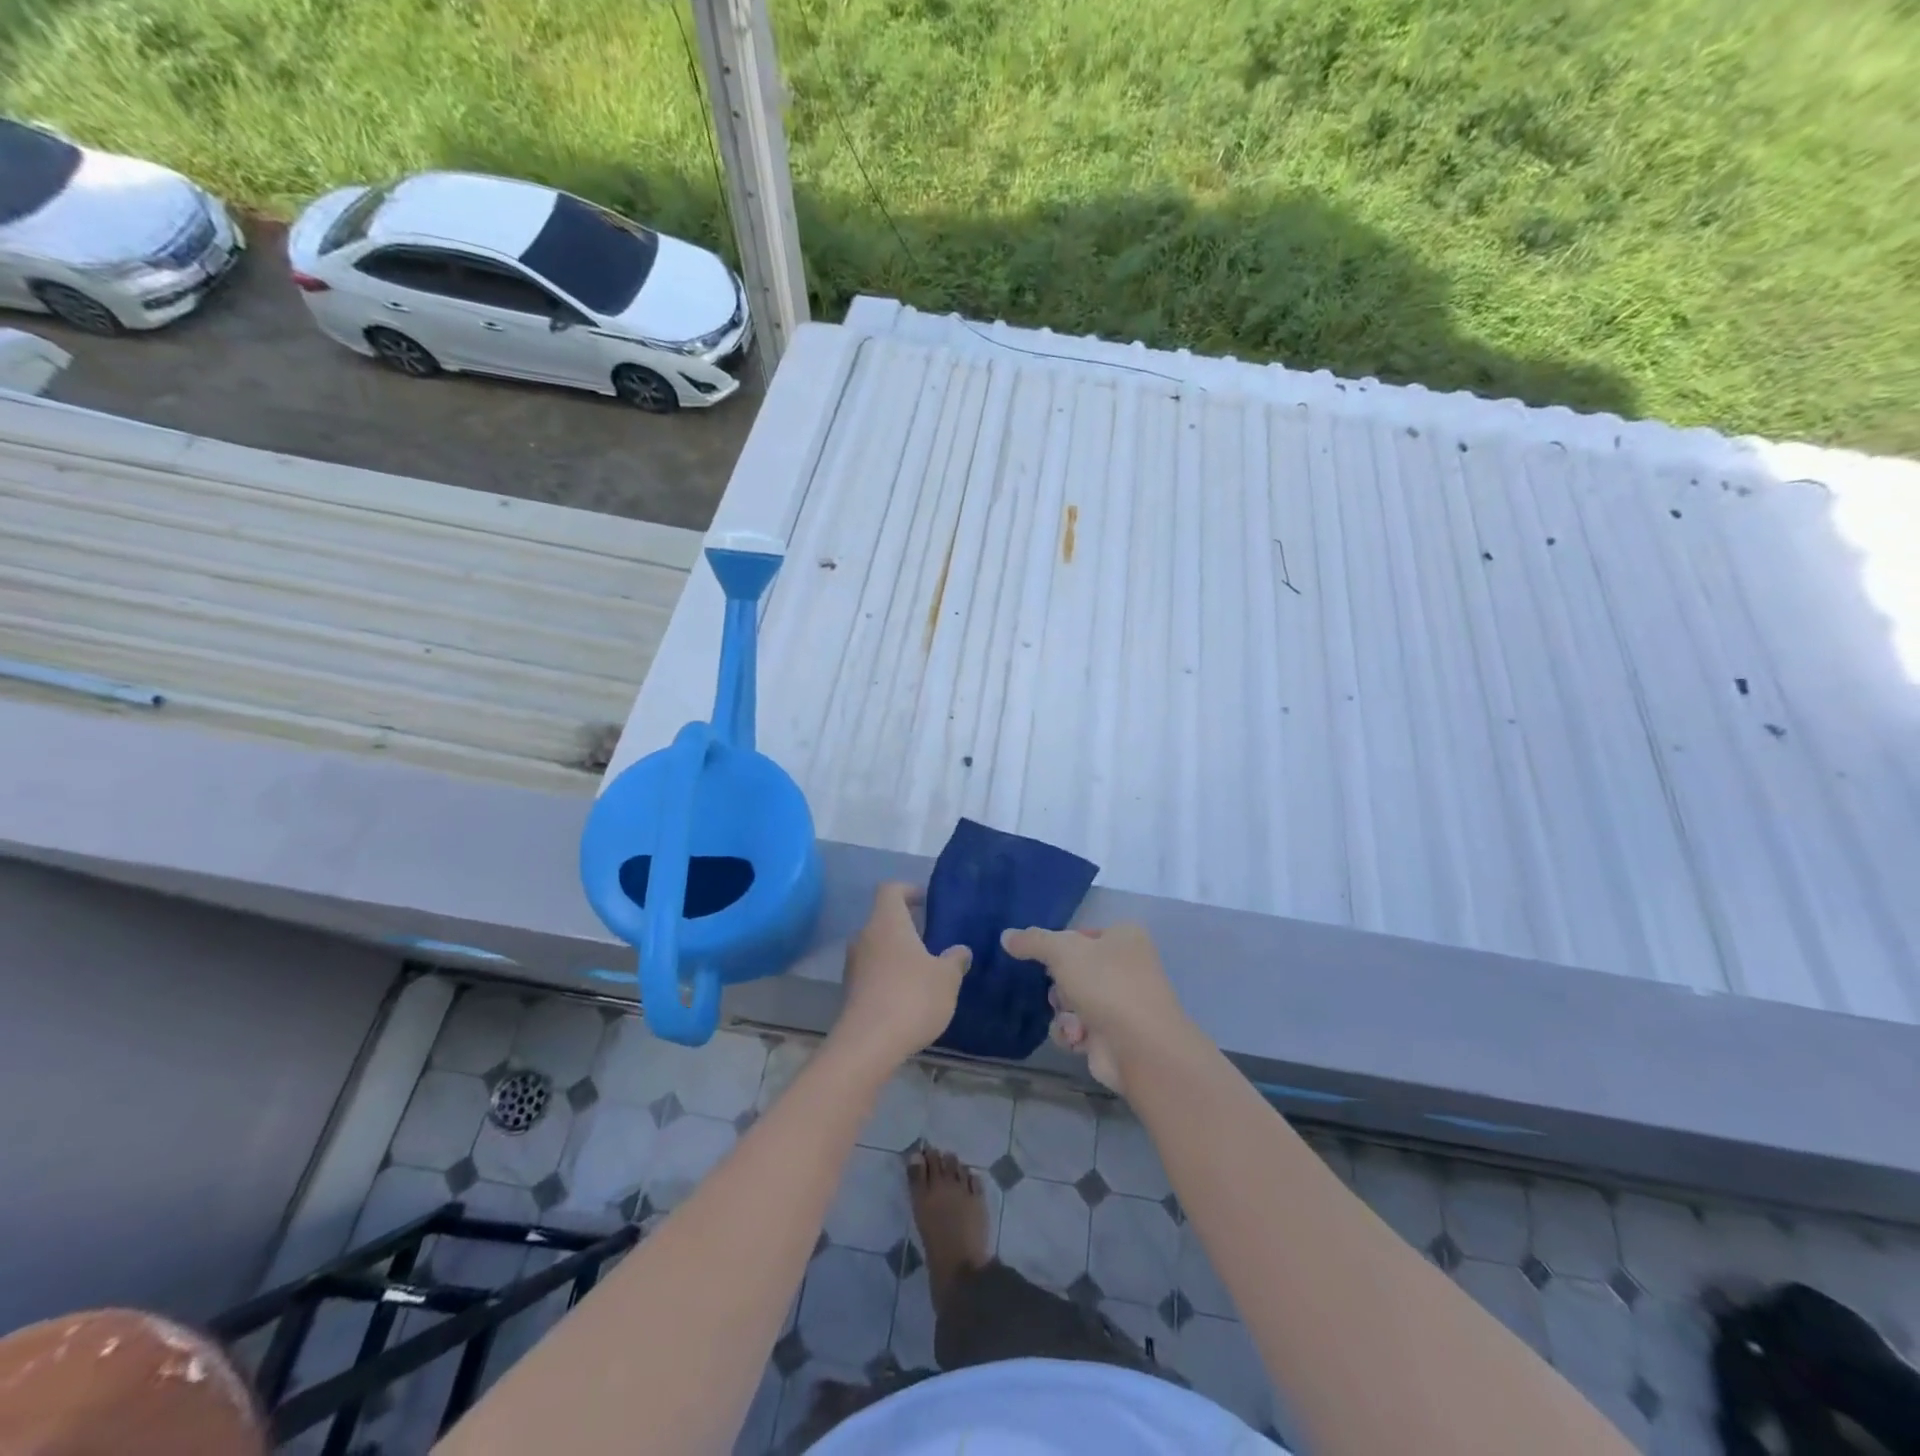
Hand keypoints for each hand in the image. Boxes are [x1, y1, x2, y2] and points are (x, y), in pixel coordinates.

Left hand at [832, 883, 971, 1067]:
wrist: (868, 1045)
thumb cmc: (912, 997)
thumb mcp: (946, 978)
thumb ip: (955, 960)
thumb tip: (960, 950)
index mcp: (887, 922)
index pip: (890, 889)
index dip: (908, 890)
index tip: (927, 902)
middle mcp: (865, 936)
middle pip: (883, 919)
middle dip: (907, 925)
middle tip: (933, 938)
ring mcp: (854, 965)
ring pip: (877, 947)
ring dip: (898, 953)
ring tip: (924, 970)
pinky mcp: (851, 991)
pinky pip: (872, 972)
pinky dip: (889, 975)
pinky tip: (909, 995)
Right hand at [1000, 923, 1184, 1093]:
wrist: (1140, 1047)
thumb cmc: (1106, 985)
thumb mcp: (1063, 951)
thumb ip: (1033, 941)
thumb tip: (1006, 935)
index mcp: (1124, 937)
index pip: (1081, 934)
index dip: (1060, 945)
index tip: (1045, 956)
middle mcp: (1126, 967)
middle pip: (1074, 970)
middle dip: (1060, 985)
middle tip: (1060, 990)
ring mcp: (1121, 1003)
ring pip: (1072, 1001)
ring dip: (1064, 1012)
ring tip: (1073, 1021)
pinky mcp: (1113, 1036)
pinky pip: (1077, 1028)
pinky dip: (1072, 1033)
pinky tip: (1078, 1038)